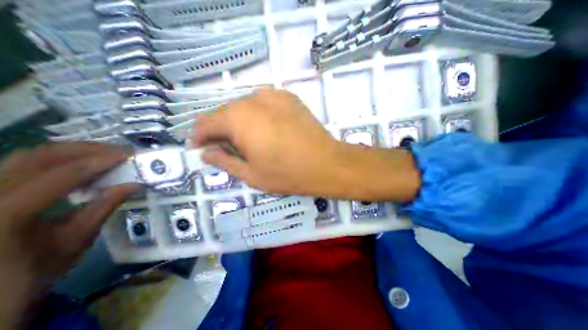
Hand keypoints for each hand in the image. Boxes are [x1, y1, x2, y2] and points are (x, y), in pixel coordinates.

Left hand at [0, 143, 134, 329]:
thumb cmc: (31, 273)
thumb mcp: (75, 241)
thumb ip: (104, 208)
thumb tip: (134, 185)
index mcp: (5, 213)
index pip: (62, 175)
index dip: (100, 161)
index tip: (129, 155)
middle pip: (40, 156)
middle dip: (87, 149)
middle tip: (121, 151)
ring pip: (29, 156)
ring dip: (74, 151)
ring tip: (106, 154)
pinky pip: (23, 164)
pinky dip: (59, 159)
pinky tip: (81, 164)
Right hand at [191, 88, 420, 200]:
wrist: (326, 163)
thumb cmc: (288, 174)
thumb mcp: (250, 174)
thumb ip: (224, 161)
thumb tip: (205, 153)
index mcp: (238, 118)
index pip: (206, 123)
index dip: (200, 136)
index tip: (200, 148)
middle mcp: (252, 99)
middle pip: (225, 112)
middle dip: (220, 130)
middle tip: (225, 148)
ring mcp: (273, 95)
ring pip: (244, 106)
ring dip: (238, 121)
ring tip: (246, 140)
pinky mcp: (289, 98)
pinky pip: (263, 103)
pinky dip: (257, 114)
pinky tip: (266, 128)